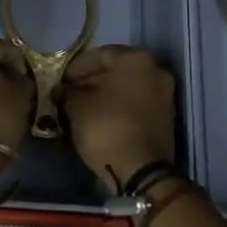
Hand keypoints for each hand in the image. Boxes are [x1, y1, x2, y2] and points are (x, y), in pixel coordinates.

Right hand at [62, 45, 176, 188]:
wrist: (142, 172)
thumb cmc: (107, 128)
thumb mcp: (77, 107)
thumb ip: (67, 93)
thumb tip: (60, 90)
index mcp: (136, 60)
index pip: (101, 54)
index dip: (78, 67)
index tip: (62, 80)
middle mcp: (156, 71)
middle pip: (117, 70)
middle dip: (92, 80)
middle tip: (70, 93)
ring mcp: (165, 95)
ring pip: (128, 88)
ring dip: (105, 94)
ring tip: (81, 107)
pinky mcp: (166, 118)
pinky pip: (137, 104)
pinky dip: (119, 107)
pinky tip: (100, 119)